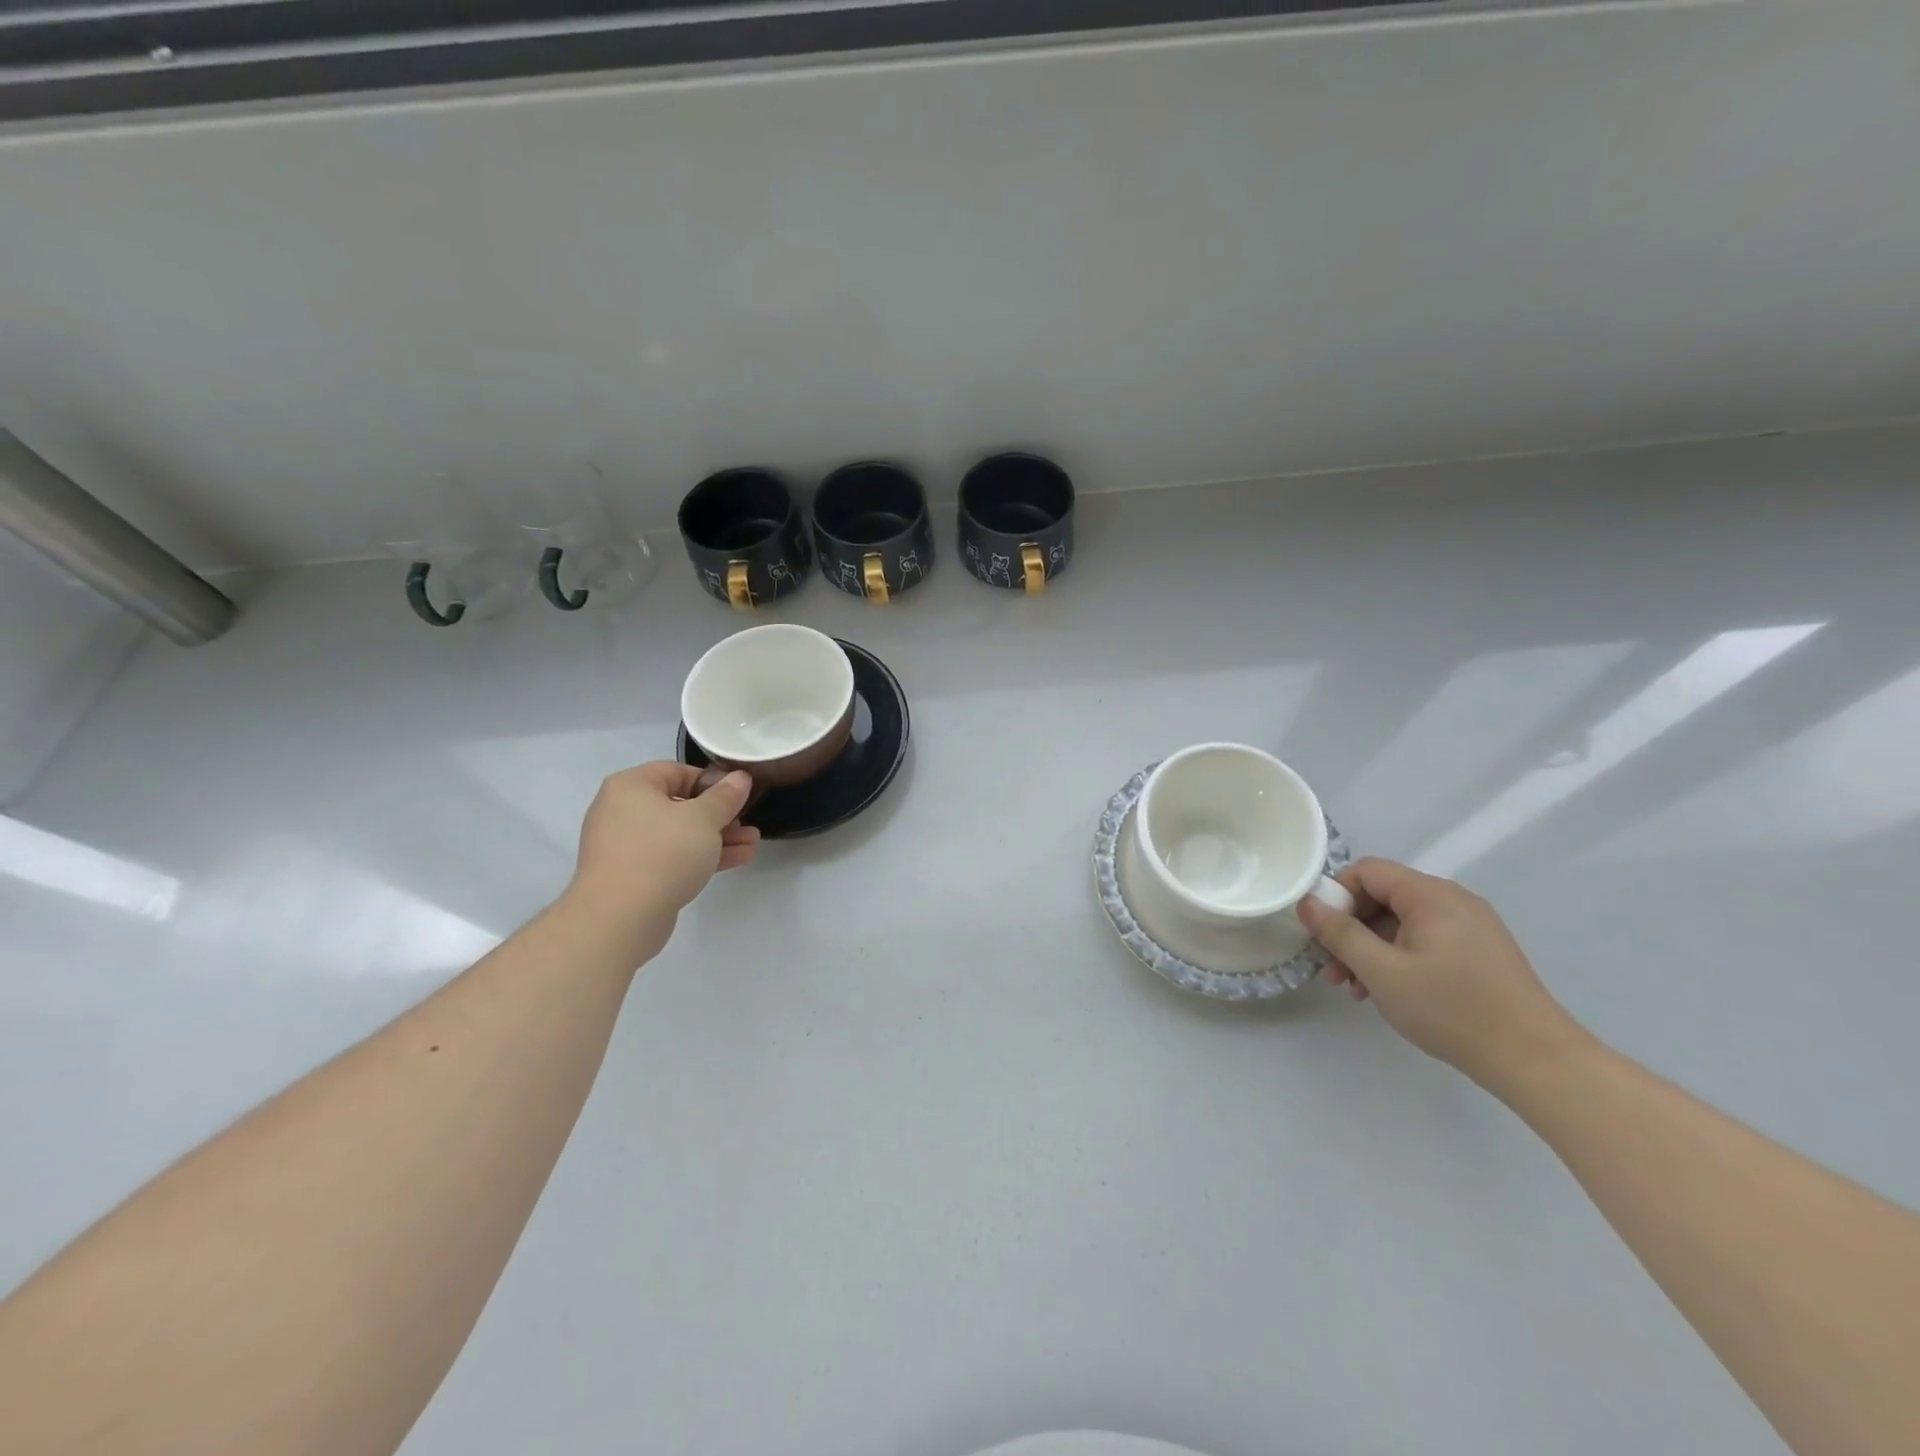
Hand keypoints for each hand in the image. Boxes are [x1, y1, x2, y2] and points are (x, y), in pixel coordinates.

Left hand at [563, 763, 758, 962]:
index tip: (739, 795)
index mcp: (631, 786)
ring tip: (752, 843)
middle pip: (680, 804)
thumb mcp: (704, 819)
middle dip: (720, 815)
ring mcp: (626, 846)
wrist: (620, 918)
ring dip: (717, 837)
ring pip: (680, 834)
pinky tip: (737, 859)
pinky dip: (701, 856)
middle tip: (748, 822)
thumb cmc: (663, 853)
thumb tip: (740, 777)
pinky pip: (672, 857)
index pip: (677, 772)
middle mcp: (622, 811)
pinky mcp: (633, 875)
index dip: (712, 781)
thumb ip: (725, 796)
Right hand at [1295, 858, 1587, 1088]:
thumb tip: (1307, 903)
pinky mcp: (1480, 952)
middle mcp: (1453, 900)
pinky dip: (1398, 958)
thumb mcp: (1382, 971)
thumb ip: (1339, 933)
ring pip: (1401, 922)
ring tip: (1356, 989)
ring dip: (1371, 948)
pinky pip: (1425, 940)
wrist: (1536, 1061)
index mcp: (1431, 895)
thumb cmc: (1452, 1009)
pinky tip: (1388, 991)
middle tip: (1332, 968)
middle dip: (1350, 929)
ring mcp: (1471, 926)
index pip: (1366, 871)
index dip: (1336, 895)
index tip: (1322, 933)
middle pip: (1383, 896)